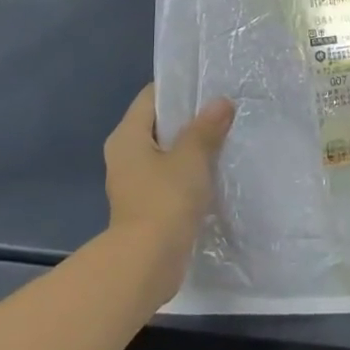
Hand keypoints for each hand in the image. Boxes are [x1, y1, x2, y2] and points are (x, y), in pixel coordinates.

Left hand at [104, 84, 233, 295]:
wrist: (146, 263)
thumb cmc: (164, 200)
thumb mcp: (191, 157)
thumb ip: (206, 127)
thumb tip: (221, 102)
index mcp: (127, 136)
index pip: (151, 96)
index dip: (179, 87)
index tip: (210, 86)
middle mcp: (124, 155)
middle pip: (159, 124)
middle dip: (190, 118)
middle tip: (224, 110)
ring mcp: (134, 182)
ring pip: (166, 152)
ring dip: (192, 146)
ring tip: (225, 138)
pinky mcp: (146, 204)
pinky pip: (170, 176)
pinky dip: (189, 171)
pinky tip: (215, 171)